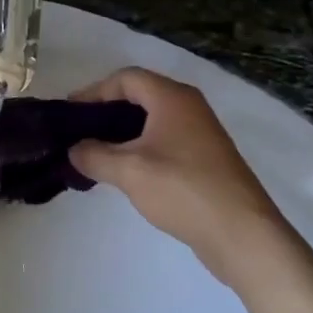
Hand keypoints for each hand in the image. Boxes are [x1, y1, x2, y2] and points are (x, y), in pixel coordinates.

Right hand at [68, 67, 290, 285]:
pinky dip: (141, 147)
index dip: (94, 91)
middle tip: (79, 132)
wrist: (242, 233)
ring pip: (152, 120)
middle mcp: (189, 107)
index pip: (126, 78)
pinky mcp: (205, 158)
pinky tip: (126, 171)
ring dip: (123, 132)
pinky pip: (164, 140)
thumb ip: (94, 155)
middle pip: (140, 95)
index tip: (70, 113)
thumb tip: (74, 149)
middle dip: (106, 111)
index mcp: (172, 98)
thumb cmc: (183, 190)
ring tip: (96, 152)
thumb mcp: (129, 171)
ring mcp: (200, 133)